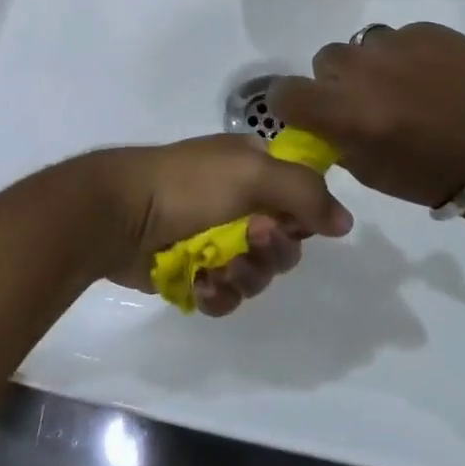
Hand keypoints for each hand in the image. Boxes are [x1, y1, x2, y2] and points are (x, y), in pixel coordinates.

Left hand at [91, 136, 352, 316]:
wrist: (119, 213)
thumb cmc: (188, 184)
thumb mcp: (252, 173)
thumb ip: (305, 193)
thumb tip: (345, 222)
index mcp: (253, 169)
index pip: (301, 198)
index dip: (302, 218)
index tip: (291, 224)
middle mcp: (239, 203)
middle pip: (284, 244)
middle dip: (271, 251)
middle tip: (249, 242)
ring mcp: (215, 240)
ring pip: (258, 275)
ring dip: (244, 276)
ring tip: (217, 268)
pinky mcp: (194, 272)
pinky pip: (226, 296)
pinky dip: (218, 294)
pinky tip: (202, 285)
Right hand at [270, 23, 464, 207]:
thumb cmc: (429, 174)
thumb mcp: (368, 171)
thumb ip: (334, 138)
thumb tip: (318, 119)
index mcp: (346, 113)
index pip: (286, 92)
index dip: (290, 102)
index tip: (306, 110)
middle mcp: (364, 72)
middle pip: (325, 61)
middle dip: (337, 81)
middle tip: (366, 101)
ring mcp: (398, 45)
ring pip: (362, 44)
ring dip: (371, 65)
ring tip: (402, 86)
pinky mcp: (429, 30)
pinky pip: (399, 37)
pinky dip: (406, 56)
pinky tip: (431, 78)